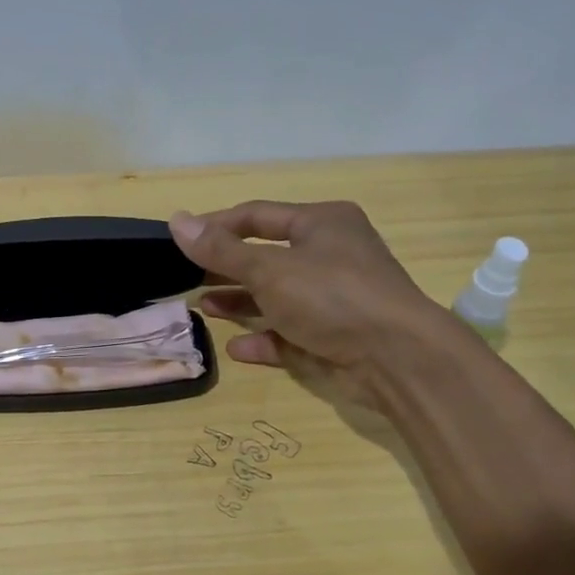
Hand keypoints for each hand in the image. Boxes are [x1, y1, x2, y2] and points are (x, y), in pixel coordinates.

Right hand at [169, 200, 447, 394]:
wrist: (398, 358)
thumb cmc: (332, 296)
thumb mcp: (269, 269)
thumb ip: (220, 249)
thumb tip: (176, 220)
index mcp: (321, 223)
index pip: (257, 216)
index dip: (216, 226)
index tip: (181, 240)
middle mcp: (330, 255)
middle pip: (266, 256)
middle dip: (227, 267)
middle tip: (188, 276)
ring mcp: (334, 298)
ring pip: (277, 296)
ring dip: (241, 301)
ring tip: (205, 307)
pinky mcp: (335, 336)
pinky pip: (291, 333)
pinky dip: (264, 338)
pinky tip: (237, 348)